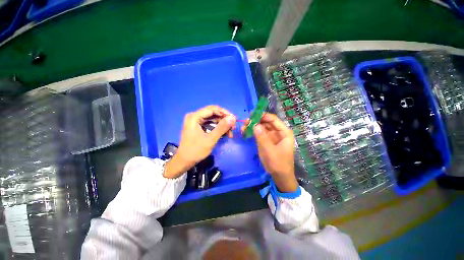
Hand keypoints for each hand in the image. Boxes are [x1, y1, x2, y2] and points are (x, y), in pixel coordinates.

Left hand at [164, 105, 235, 178]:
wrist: (184, 161)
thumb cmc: (196, 150)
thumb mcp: (210, 139)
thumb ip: (222, 128)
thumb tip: (232, 118)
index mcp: (194, 117)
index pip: (212, 109)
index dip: (225, 113)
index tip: (234, 119)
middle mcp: (195, 116)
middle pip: (213, 113)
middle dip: (224, 120)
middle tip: (233, 127)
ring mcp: (196, 121)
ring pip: (213, 119)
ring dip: (222, 125)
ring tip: (230, 133)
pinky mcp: (198, 126)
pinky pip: (210, 124)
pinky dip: (218, 128)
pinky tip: (224, 134)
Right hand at [242, 113, 297, 191]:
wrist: (279, 176)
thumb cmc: (278, 163)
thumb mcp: (269, 151)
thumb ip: (262, 137)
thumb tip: (255, 125)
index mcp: (284, 132)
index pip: (273, 119)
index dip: (263, 116)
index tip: (252, 115)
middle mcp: (278, 132)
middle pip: (267, 122)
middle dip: (256, 121)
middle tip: (245, 121)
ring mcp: (272, 136)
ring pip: (262, 127)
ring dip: (253, 126)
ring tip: (244, 126)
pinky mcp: (266, 140)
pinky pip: (259, 133)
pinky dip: (253, 132)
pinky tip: (246, 131)